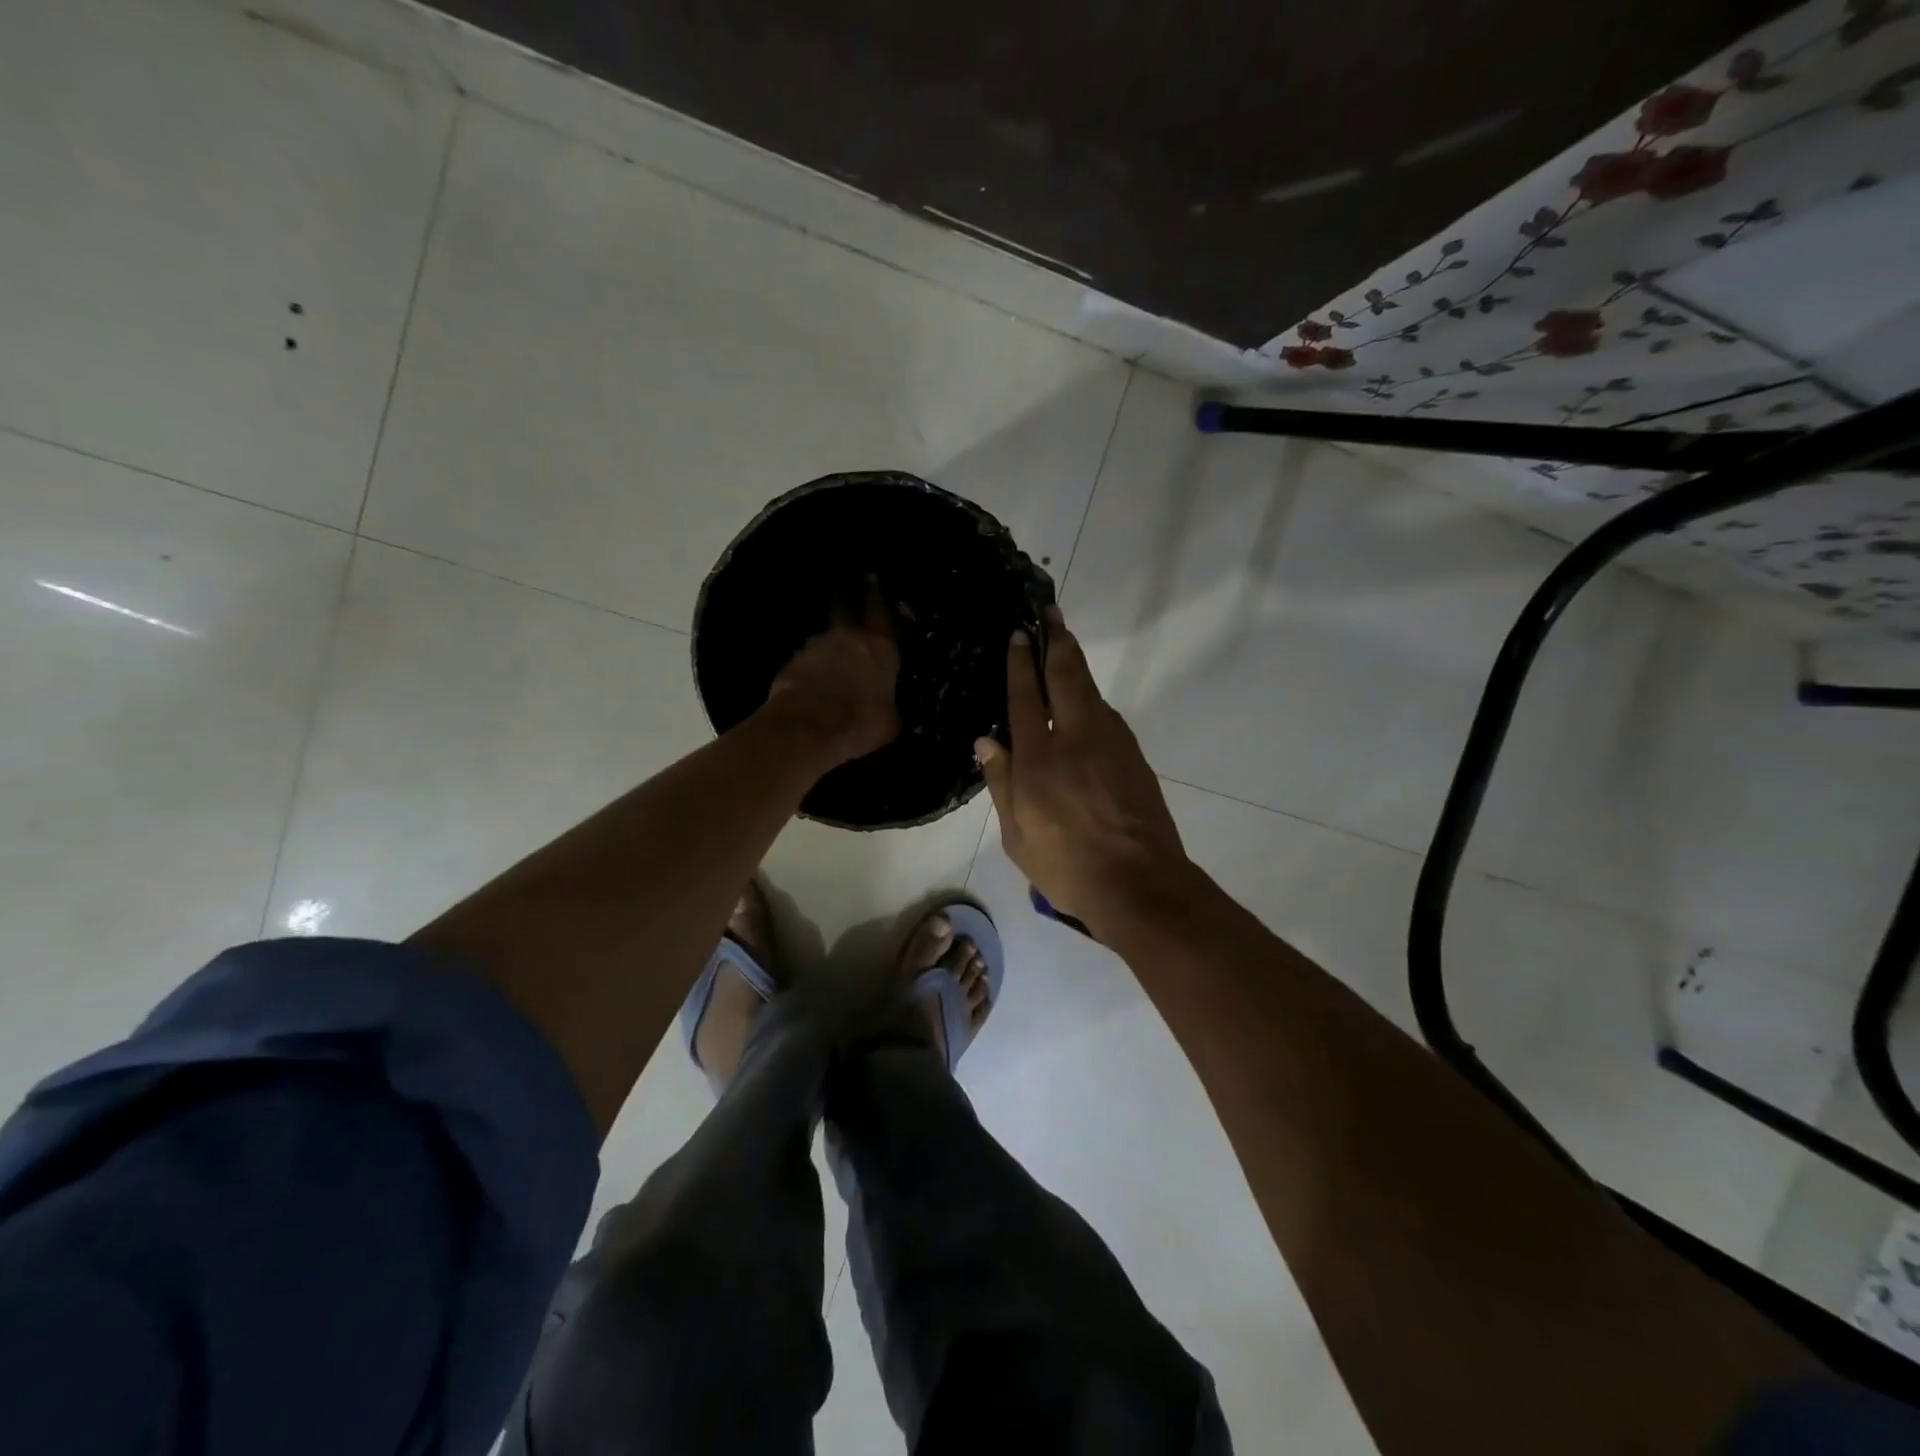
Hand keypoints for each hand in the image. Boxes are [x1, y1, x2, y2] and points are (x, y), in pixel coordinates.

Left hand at [764, 587, 900, 767]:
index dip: (878, 594)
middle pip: (845, 607)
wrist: (808, 731)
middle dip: (847, 600)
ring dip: (828, 640)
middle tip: (848, 596)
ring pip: (824, 634)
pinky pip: (805, 656)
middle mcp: (848, 637)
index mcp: (880, 648)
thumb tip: (886, 705)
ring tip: (830, 651)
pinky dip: (810, 662)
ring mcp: (815, 646)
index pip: (881, 610)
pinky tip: (811, 675)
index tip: (874, 581)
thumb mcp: (890, 720)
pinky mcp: (792, 662)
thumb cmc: (860, 725)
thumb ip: (889, 702)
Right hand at [975, 607, 1187, 928]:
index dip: (1021, 662)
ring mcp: (1110, 743)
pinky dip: (1093, 697)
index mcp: (1038, 759)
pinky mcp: (1133, 755)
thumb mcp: (1017, 835)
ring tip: (1066, 643)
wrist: (1139, 883)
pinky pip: (1107, 715)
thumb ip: (1002, 783)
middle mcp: (1074, 739)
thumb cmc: (1066, 866)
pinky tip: (1088, 699)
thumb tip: (985, 741)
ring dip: (1076, 664)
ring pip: (1090, 691)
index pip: (1025, 697)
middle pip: (1065, 677)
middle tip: (1052, 612)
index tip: (1020, 633)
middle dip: (1057, 641)